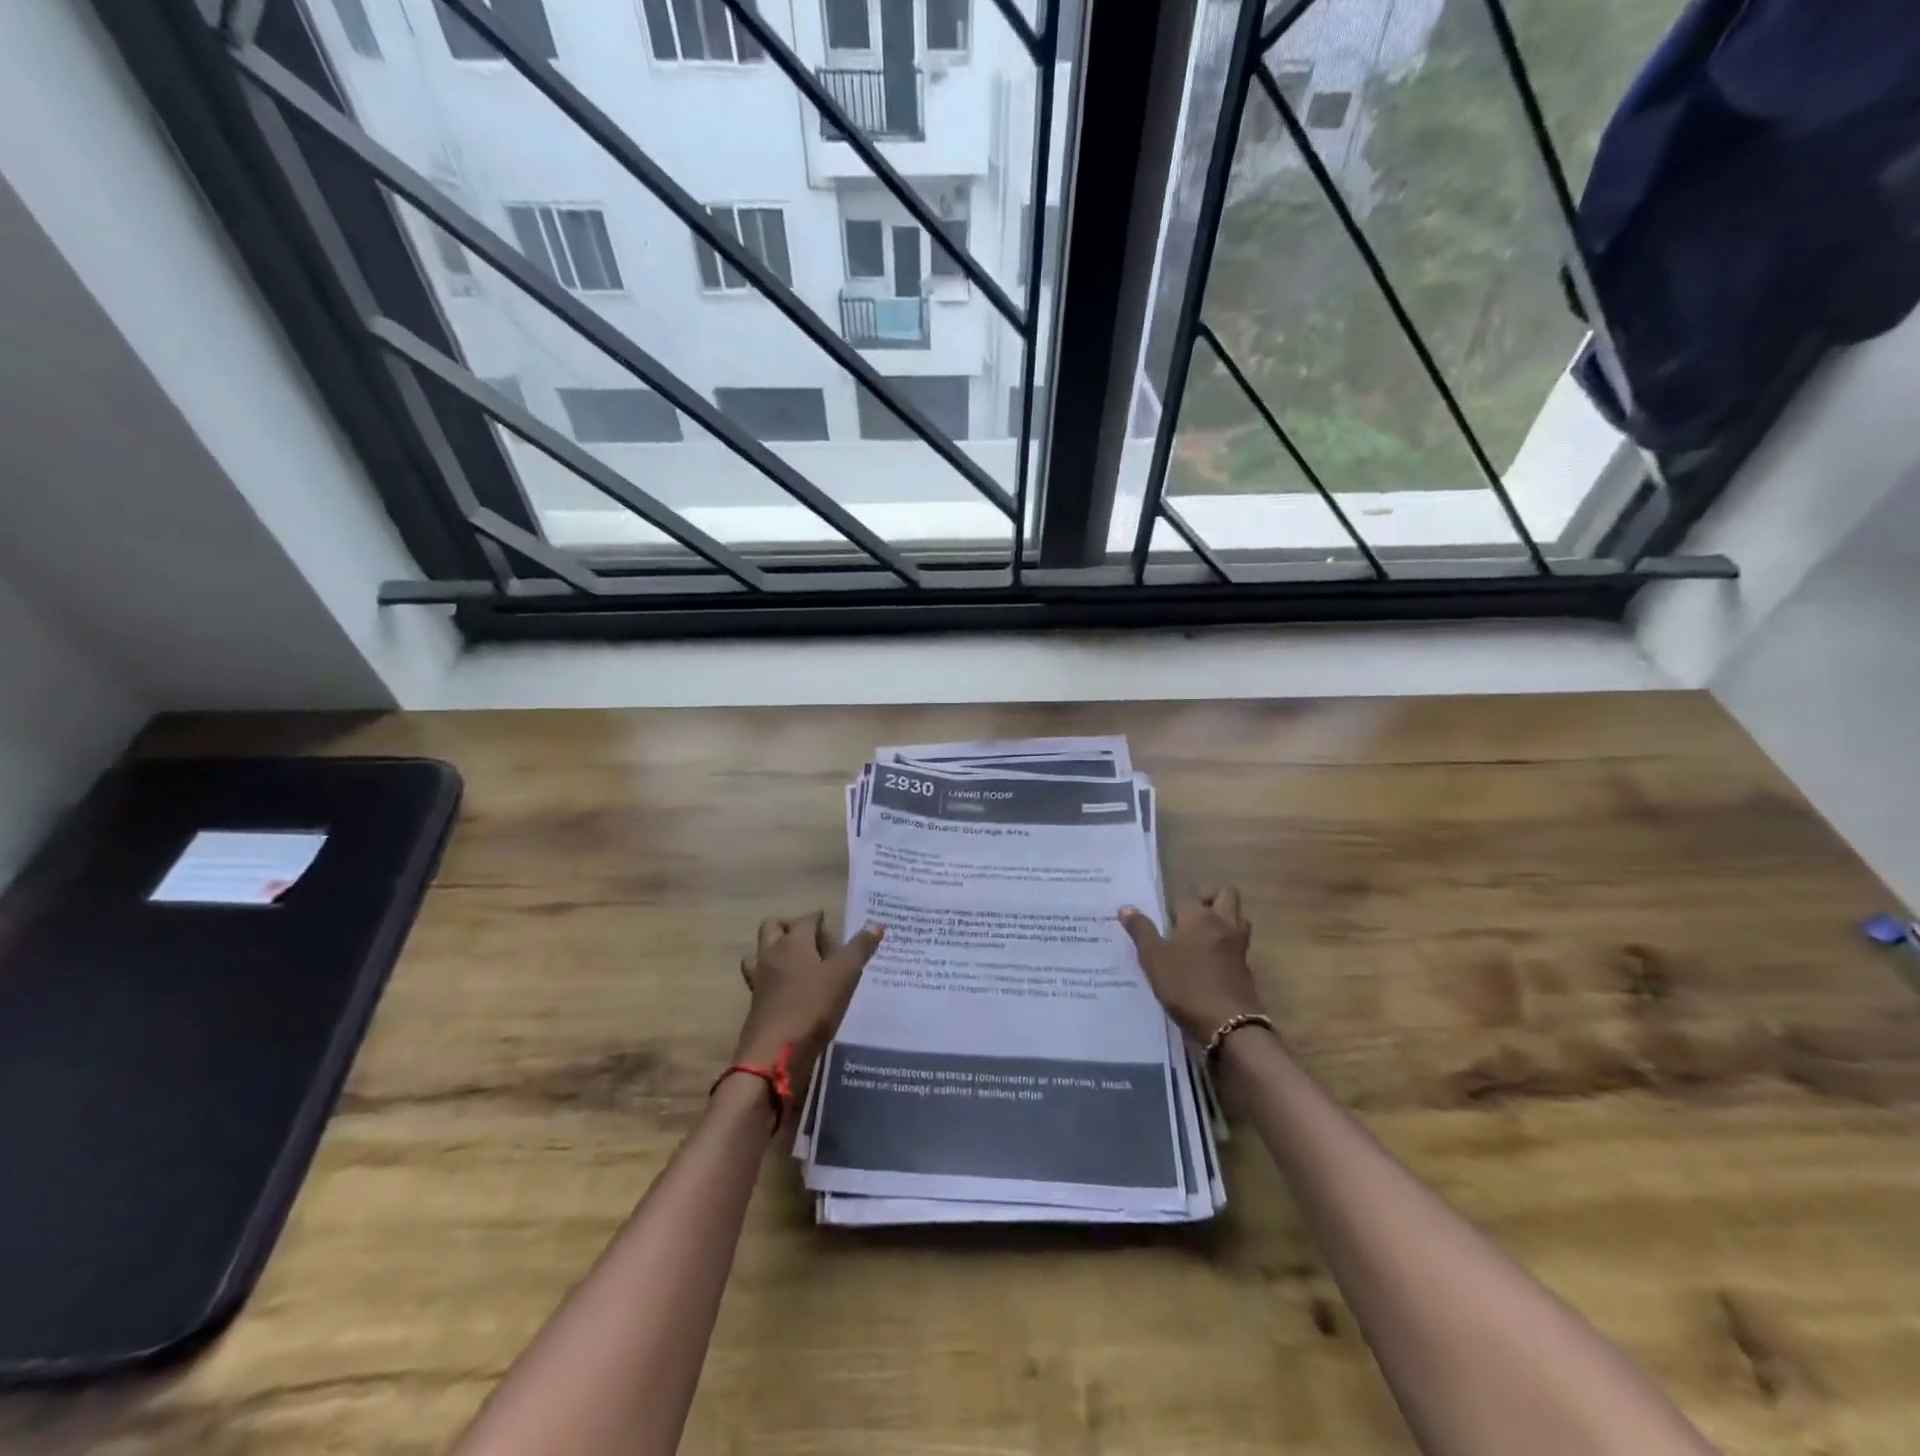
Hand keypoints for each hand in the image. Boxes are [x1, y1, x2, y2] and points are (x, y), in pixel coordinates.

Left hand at [736, 914, 882, 1082]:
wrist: (774, 1053)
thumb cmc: (812, 1006)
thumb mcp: (845, 975)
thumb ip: (860, 948)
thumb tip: (876, 923)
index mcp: (793, 941)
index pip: (807, 919)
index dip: (821, 920)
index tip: (835, 930)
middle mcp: (771, 954)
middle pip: (774, 927)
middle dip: (792, 928)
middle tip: (815, 944)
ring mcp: (759, 979)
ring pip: (761, 953)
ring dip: (776, 952)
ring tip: (800, 965)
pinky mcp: (755, 1003)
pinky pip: (761, 980)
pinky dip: (774, 979)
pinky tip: (791, 992)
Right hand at [1120, 887, 1260, 1045]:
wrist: (1228, 1024)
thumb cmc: (1185, 985)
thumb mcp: (1153, 958)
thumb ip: (1141, 931)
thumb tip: (1126, 907)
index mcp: (1199, 916)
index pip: (1188, 896)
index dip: (1175, 904)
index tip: (1162, 917)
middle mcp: (1223, 924)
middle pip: (1226, 895)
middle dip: (1210, 897)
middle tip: (1189, 914)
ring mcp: (1239, 946)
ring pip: (1238, 918)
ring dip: (1224, 919)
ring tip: (1201, 934)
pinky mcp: (1246, 968)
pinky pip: (1239, 944)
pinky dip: (1227, 944)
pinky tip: (1209, 960)